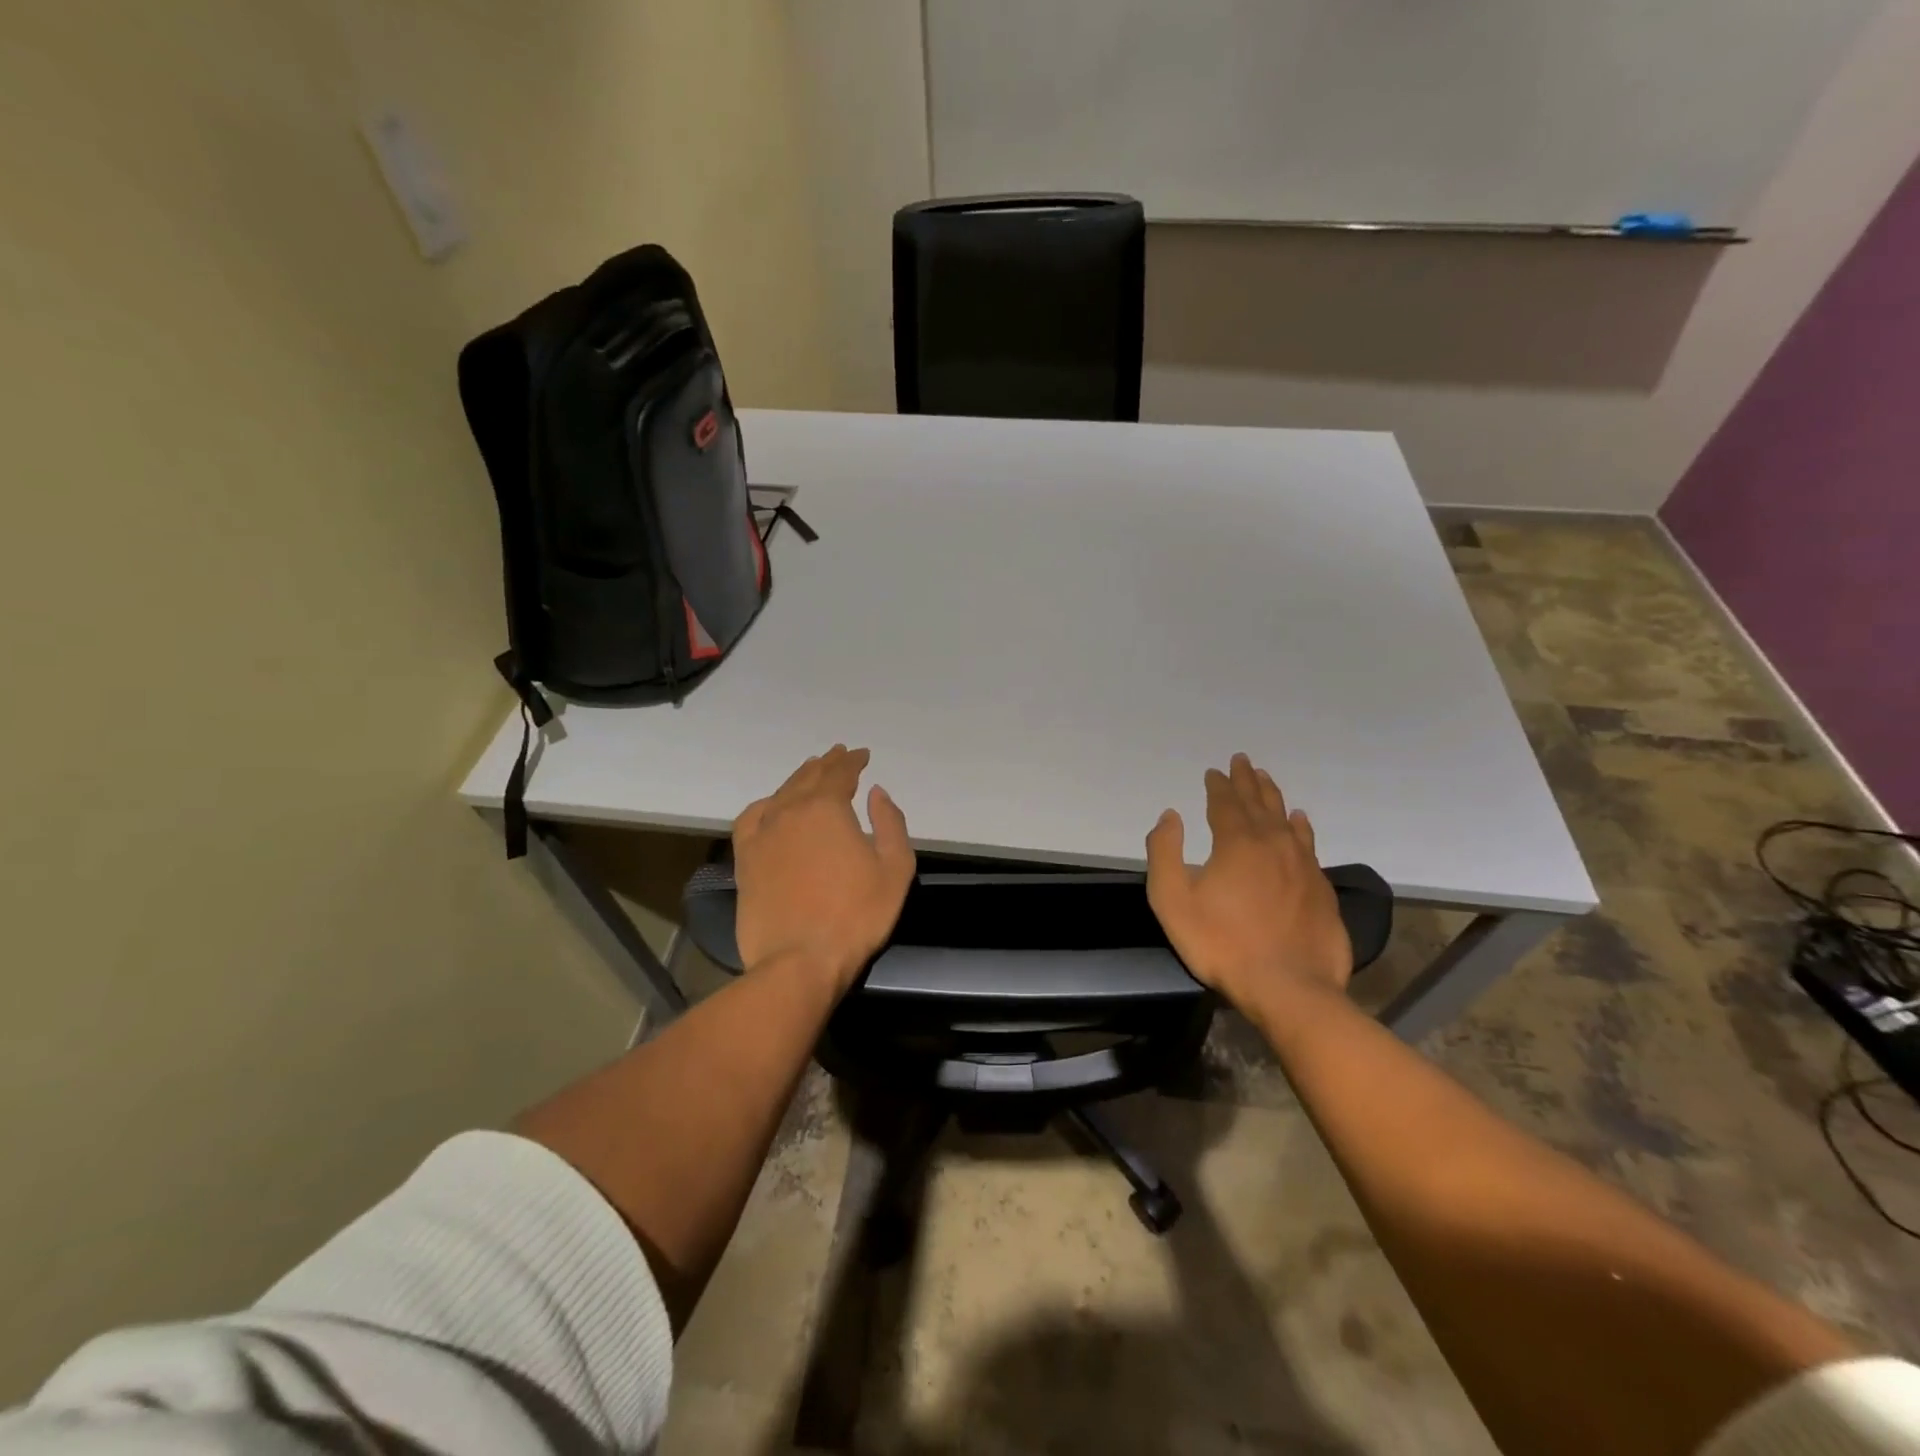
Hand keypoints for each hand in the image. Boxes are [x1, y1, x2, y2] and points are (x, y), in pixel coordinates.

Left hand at [732, 745, 915, 991]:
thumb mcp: (895, 868)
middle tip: (839, 755)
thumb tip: (876, 793)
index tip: (863, 756)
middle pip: (809, 777)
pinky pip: (752, 818)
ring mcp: (762, 834)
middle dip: (827, 764)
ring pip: (781, 793)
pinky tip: (772, 806)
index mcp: (827, 808)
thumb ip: (890, 823)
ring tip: (810, 773)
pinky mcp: (745, 859)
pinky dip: (766, 804)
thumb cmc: (857, 915)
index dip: (853, 762)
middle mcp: (790, 811)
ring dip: (799, 778)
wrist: (800, 960)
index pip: (841, 773)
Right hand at [1145, 753, 1351, 1009]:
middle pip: (1258, 803)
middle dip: (1246, 780)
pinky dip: (1300, 826)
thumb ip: (1164, 852)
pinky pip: (1308, 843)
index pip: (1225, 803)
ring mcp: (1302, 865)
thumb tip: (1170, 816)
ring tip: (1266, 779)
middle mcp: (1273, 843)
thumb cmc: (1221, 943)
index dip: (1218, 786)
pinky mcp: (1321, 888)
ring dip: (1273, 796)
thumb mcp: (1172, 900)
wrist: (1289, 987)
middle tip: (1242, 760)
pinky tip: (1300, 820)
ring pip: (1286, 819)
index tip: (1213, 772)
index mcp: (1237, 843)